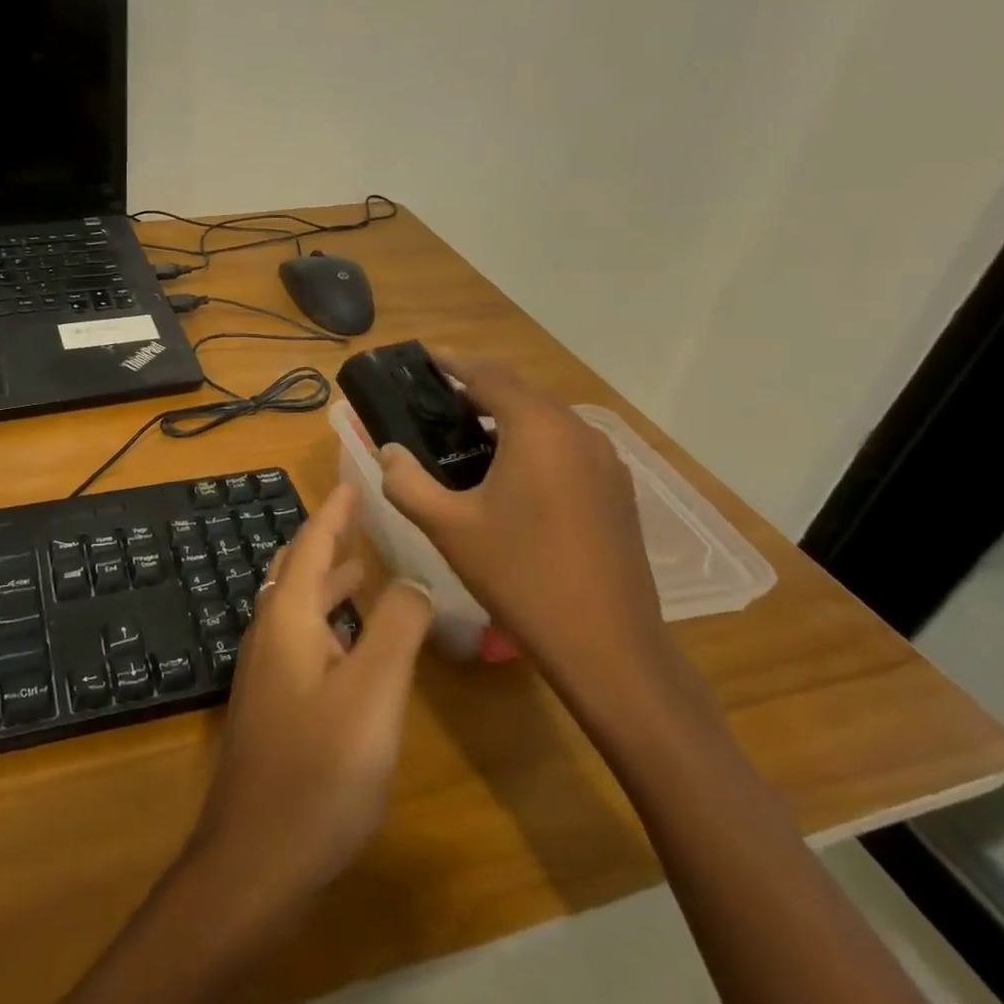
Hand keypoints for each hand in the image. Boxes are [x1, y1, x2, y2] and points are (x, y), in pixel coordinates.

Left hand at [186, 482, 433, 917]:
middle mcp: (270, 633)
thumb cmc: (319, 770)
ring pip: (300, 606)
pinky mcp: (274, 704)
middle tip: (363, 519)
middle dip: (330, 541)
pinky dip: (330, 620)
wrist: (256, 857)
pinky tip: (354, 641)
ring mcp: (267, 671)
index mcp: (287, 618)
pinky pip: (303, 639)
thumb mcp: (372, 694)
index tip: (353, 480)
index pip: (312, 546)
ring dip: (330, 582)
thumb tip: (414, 579)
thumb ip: (396, 630)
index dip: (334, 512)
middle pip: (299, 571)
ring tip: (367, 567)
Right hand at [376, 353, 666, 704]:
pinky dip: (533, 440)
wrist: (608, 645)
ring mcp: (605, 460)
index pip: (488, 375)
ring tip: (466, 431)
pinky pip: (567, 444)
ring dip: (507, 414)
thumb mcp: (448, 528)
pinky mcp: (617, 489)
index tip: (423, 358)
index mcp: (537, 429)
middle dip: (478, 386)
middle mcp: (577, 431)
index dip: (453, 362)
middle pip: (521, 390)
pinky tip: (510, 471)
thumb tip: (387, 451)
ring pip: (547, 417)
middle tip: (435, 397)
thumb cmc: (520, 576)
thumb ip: (406, 482)